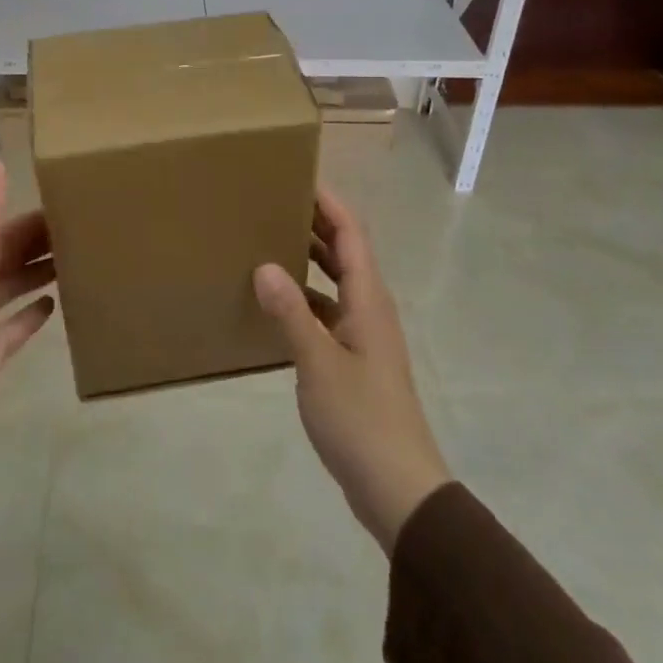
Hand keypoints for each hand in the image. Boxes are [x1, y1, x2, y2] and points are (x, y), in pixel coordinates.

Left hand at [0, 156, 54, 538]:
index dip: (28, 213)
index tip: (71, 196)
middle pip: (4, 258)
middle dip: (39, 240)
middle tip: (89, 226)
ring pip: (9, 291)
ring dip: (37, 273)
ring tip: (80, 257)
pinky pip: (10, 333)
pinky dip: (29, 317)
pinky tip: (54, 307)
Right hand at [254, 186, 450, 552]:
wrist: (398, 486)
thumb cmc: (361, 418)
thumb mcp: (318, 364)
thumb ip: (291, 314)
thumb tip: (264, 265)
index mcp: (368, 300)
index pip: (351, 235)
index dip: (329, 203)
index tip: (298, 176)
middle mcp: (369, 309)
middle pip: (345, 252)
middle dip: (315, 223)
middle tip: (273, 202)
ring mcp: (362, 336)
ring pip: (335, 282)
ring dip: (309, 259)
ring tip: (268, 240)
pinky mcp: (353, 361)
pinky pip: (327, 312)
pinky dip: (304, 297)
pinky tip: (276, 302)